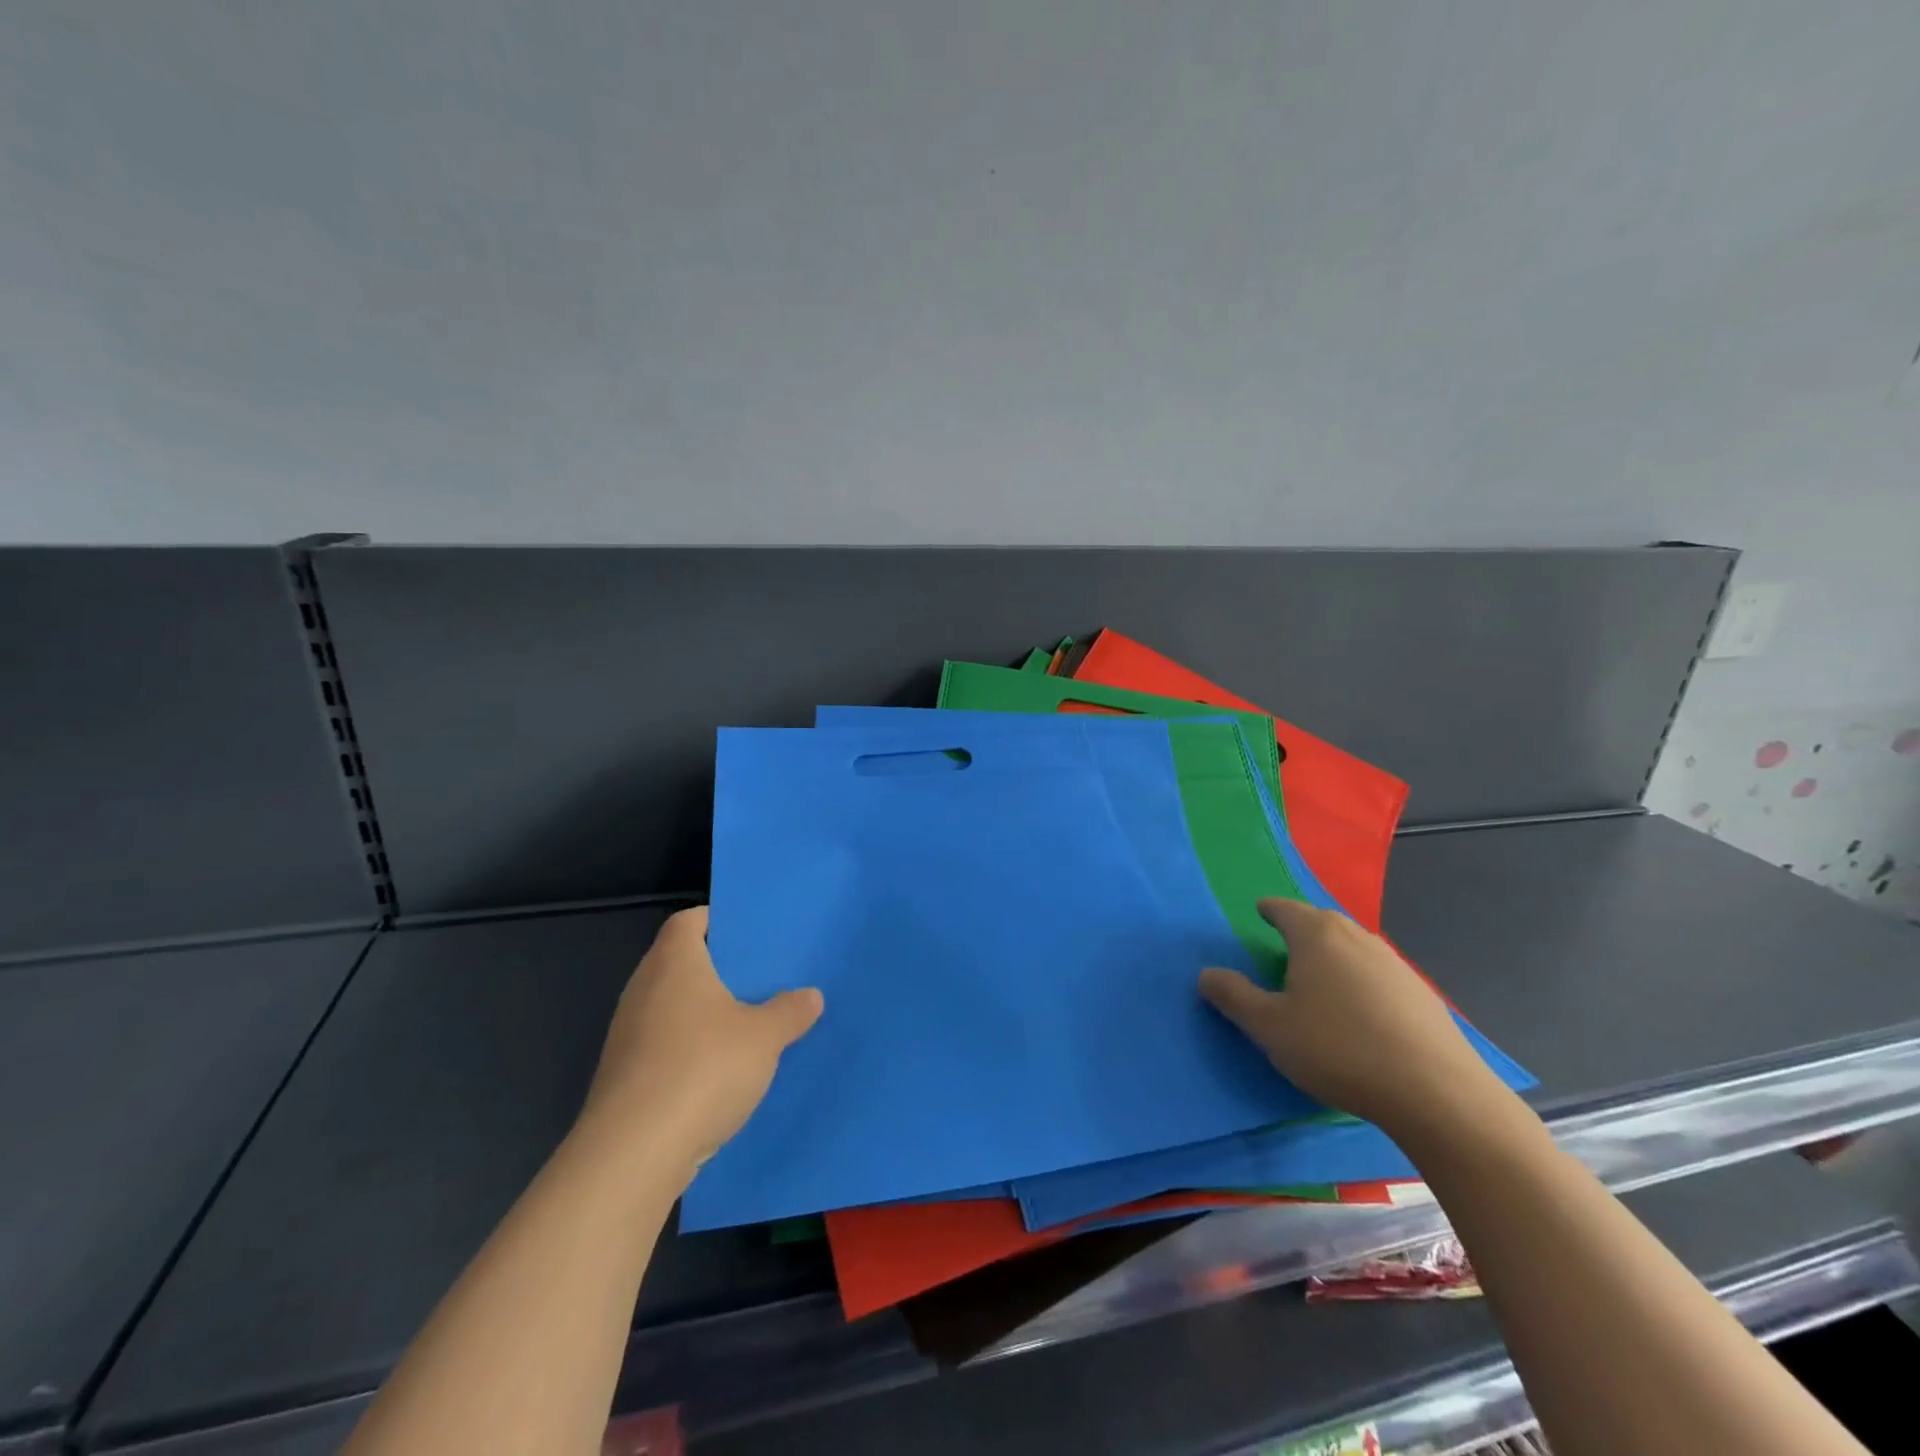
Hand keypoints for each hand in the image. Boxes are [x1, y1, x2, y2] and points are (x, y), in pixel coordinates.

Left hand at [577, 906, 822, 1182]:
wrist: (632, 1154)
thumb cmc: (702, 1069)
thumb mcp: (764, 1037)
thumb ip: (790, 1011)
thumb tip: (810, 995)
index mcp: (674, 962)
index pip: (689, 920)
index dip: (718, 919)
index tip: (751, 932)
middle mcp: (643, 989)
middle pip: (681, 962)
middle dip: (719, 969)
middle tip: (762, 976)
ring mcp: (627, 1034)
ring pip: (672, 1007)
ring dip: (705, 1013)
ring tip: (749, 1023)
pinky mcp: (623, 1076)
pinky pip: (663, 1045)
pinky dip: (689, 1049)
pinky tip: (721, 1071)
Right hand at [1198, 898, 1503, 1134]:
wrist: (1436, 1093)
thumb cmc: (1338, 1049)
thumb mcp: (1269, 1027)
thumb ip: (1233, 996)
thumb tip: (1206, 973)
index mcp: (1316, 936)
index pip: (1285, 909)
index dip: (1270, 910)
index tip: (1261, 912)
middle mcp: (1356, 938)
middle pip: (1323, 922)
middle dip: (1302, 927)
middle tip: (1285, 944)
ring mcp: (1395, 964)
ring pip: (1353, 946)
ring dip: (1333, 953)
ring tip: (1320, 976)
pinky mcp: (1422, 995)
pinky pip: (1378, 973)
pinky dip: (1361, 979)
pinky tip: (1360, 1010)